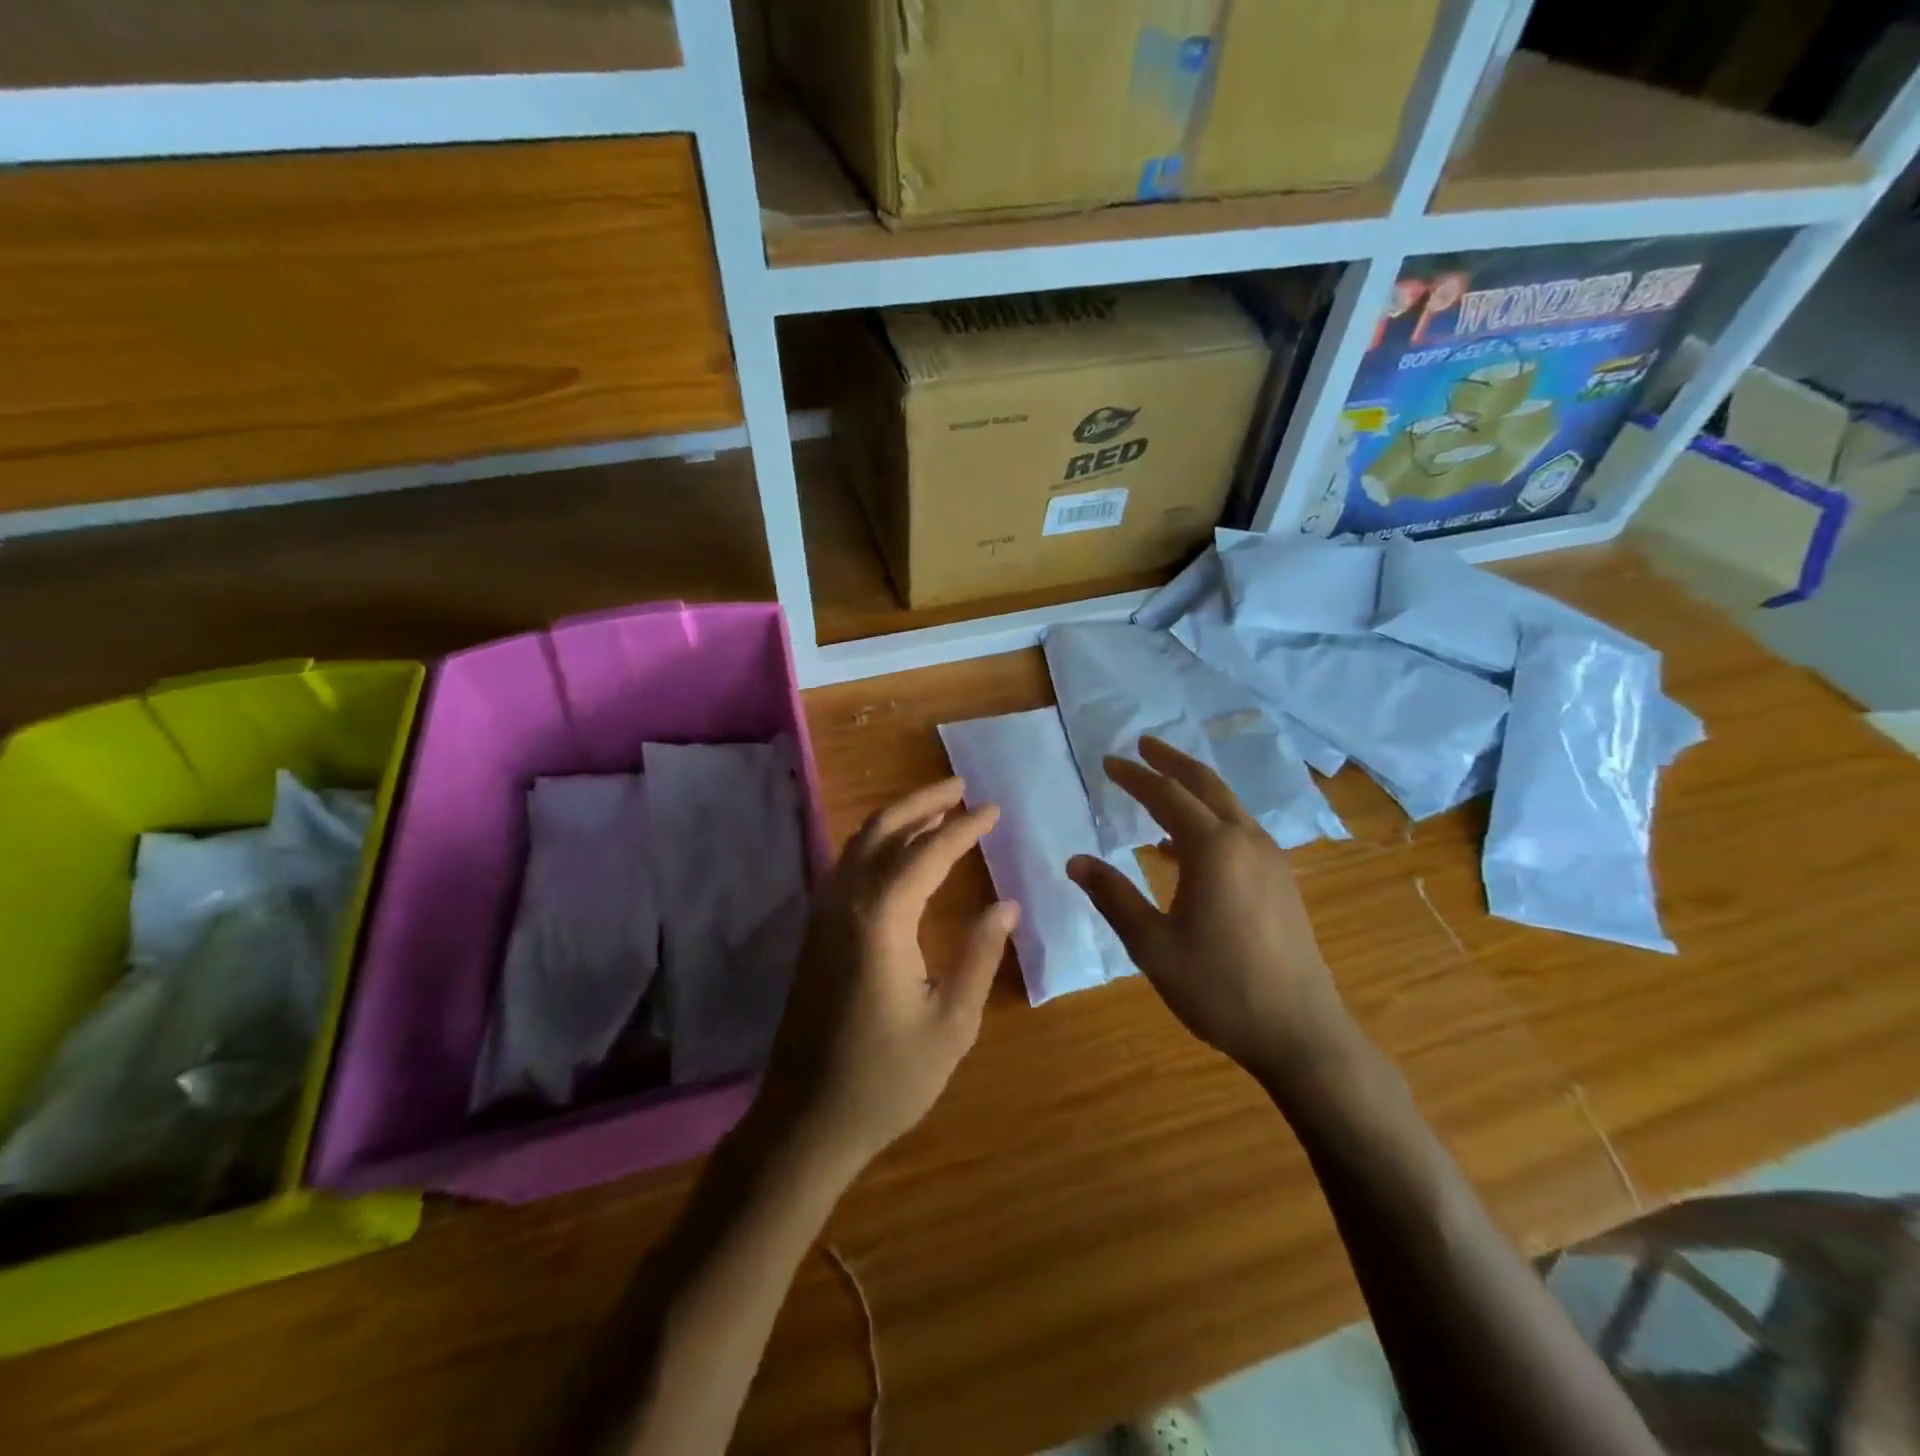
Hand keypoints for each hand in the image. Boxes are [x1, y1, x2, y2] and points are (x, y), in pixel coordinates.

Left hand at [761, 779, 1019, 1176]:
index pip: (928, 853)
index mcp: (881, 921)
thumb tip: (1006, 905)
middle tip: (961, 786)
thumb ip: (979, 956)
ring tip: (937, 809)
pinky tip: (899, 855)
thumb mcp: (951, 1024)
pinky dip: (877, 844)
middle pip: (883, 831)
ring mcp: (823, 916)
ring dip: (898, 819)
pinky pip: (847, 867)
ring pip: (859, 844)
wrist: (805, 1120)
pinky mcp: (815, 933)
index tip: (993, 809)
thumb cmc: (886, 1079)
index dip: (963, 827)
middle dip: (923, 801)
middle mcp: (846, 904)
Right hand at [1066, 737, 1357, 1086]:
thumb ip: (1113, 896)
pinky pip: (1239, 831)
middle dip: (1171, 762)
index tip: (1108, 761)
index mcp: (1214, 849)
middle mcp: (1246, 841)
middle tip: (1142, 745)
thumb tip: (1075, 861)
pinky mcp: (1280, 880)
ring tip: (1161, 787)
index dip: (1134, 776)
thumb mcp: (1152, 945)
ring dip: (1193, 789)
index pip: (1167, 796)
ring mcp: (1270, 859)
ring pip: (1228, 806)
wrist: (1299, 1032)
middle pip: (1206, 785)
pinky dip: (1209, 821)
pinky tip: (1184, 847)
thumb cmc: (1218, 987)